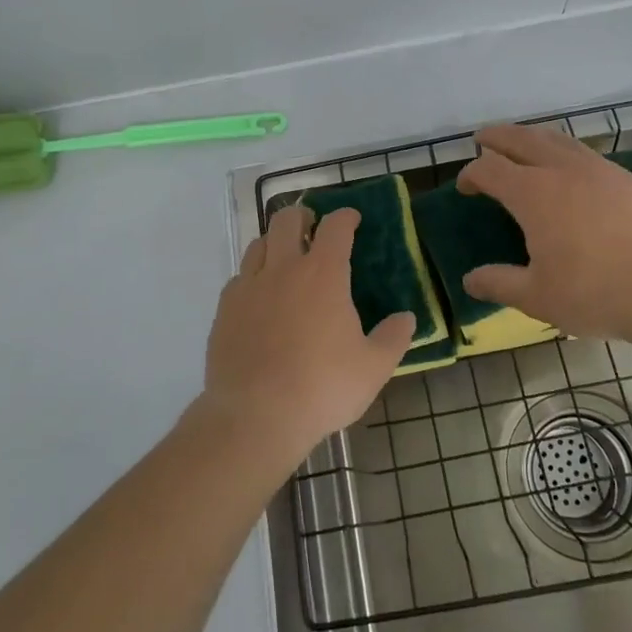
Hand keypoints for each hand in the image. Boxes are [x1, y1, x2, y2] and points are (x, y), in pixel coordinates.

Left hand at [200, 203, 413, 468]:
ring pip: (258, 244)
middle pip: (287, 220)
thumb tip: (407, 318)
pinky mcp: (225, 309)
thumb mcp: (372, 368)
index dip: (345, 217)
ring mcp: (249, 286)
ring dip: (274, 242)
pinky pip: (239, 278)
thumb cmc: (322, 388)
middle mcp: (283, 268)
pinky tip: (259, 297)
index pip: (335, 227)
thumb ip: (393, 338)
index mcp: (323, 274)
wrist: (255, 416)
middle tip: (313, 227)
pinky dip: (252, 276)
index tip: (352, 218)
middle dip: (303, 215)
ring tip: (285, 258)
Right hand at [456, 122, 631, 354]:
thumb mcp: (538, 297)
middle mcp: (562, 169)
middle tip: (483, 140)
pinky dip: (563, 150)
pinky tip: (569, 169)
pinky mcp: (626, 178)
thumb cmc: (598, 293)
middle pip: (520, 139)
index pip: (489, 169)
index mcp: (533, 193)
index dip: (470, 174)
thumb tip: (469, 280)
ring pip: (556, 138)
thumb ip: (499, 284)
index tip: (464, 187)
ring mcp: (598, 169)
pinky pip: (584, 151)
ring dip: (531, 137)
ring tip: (522, 144)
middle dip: (496, 137)